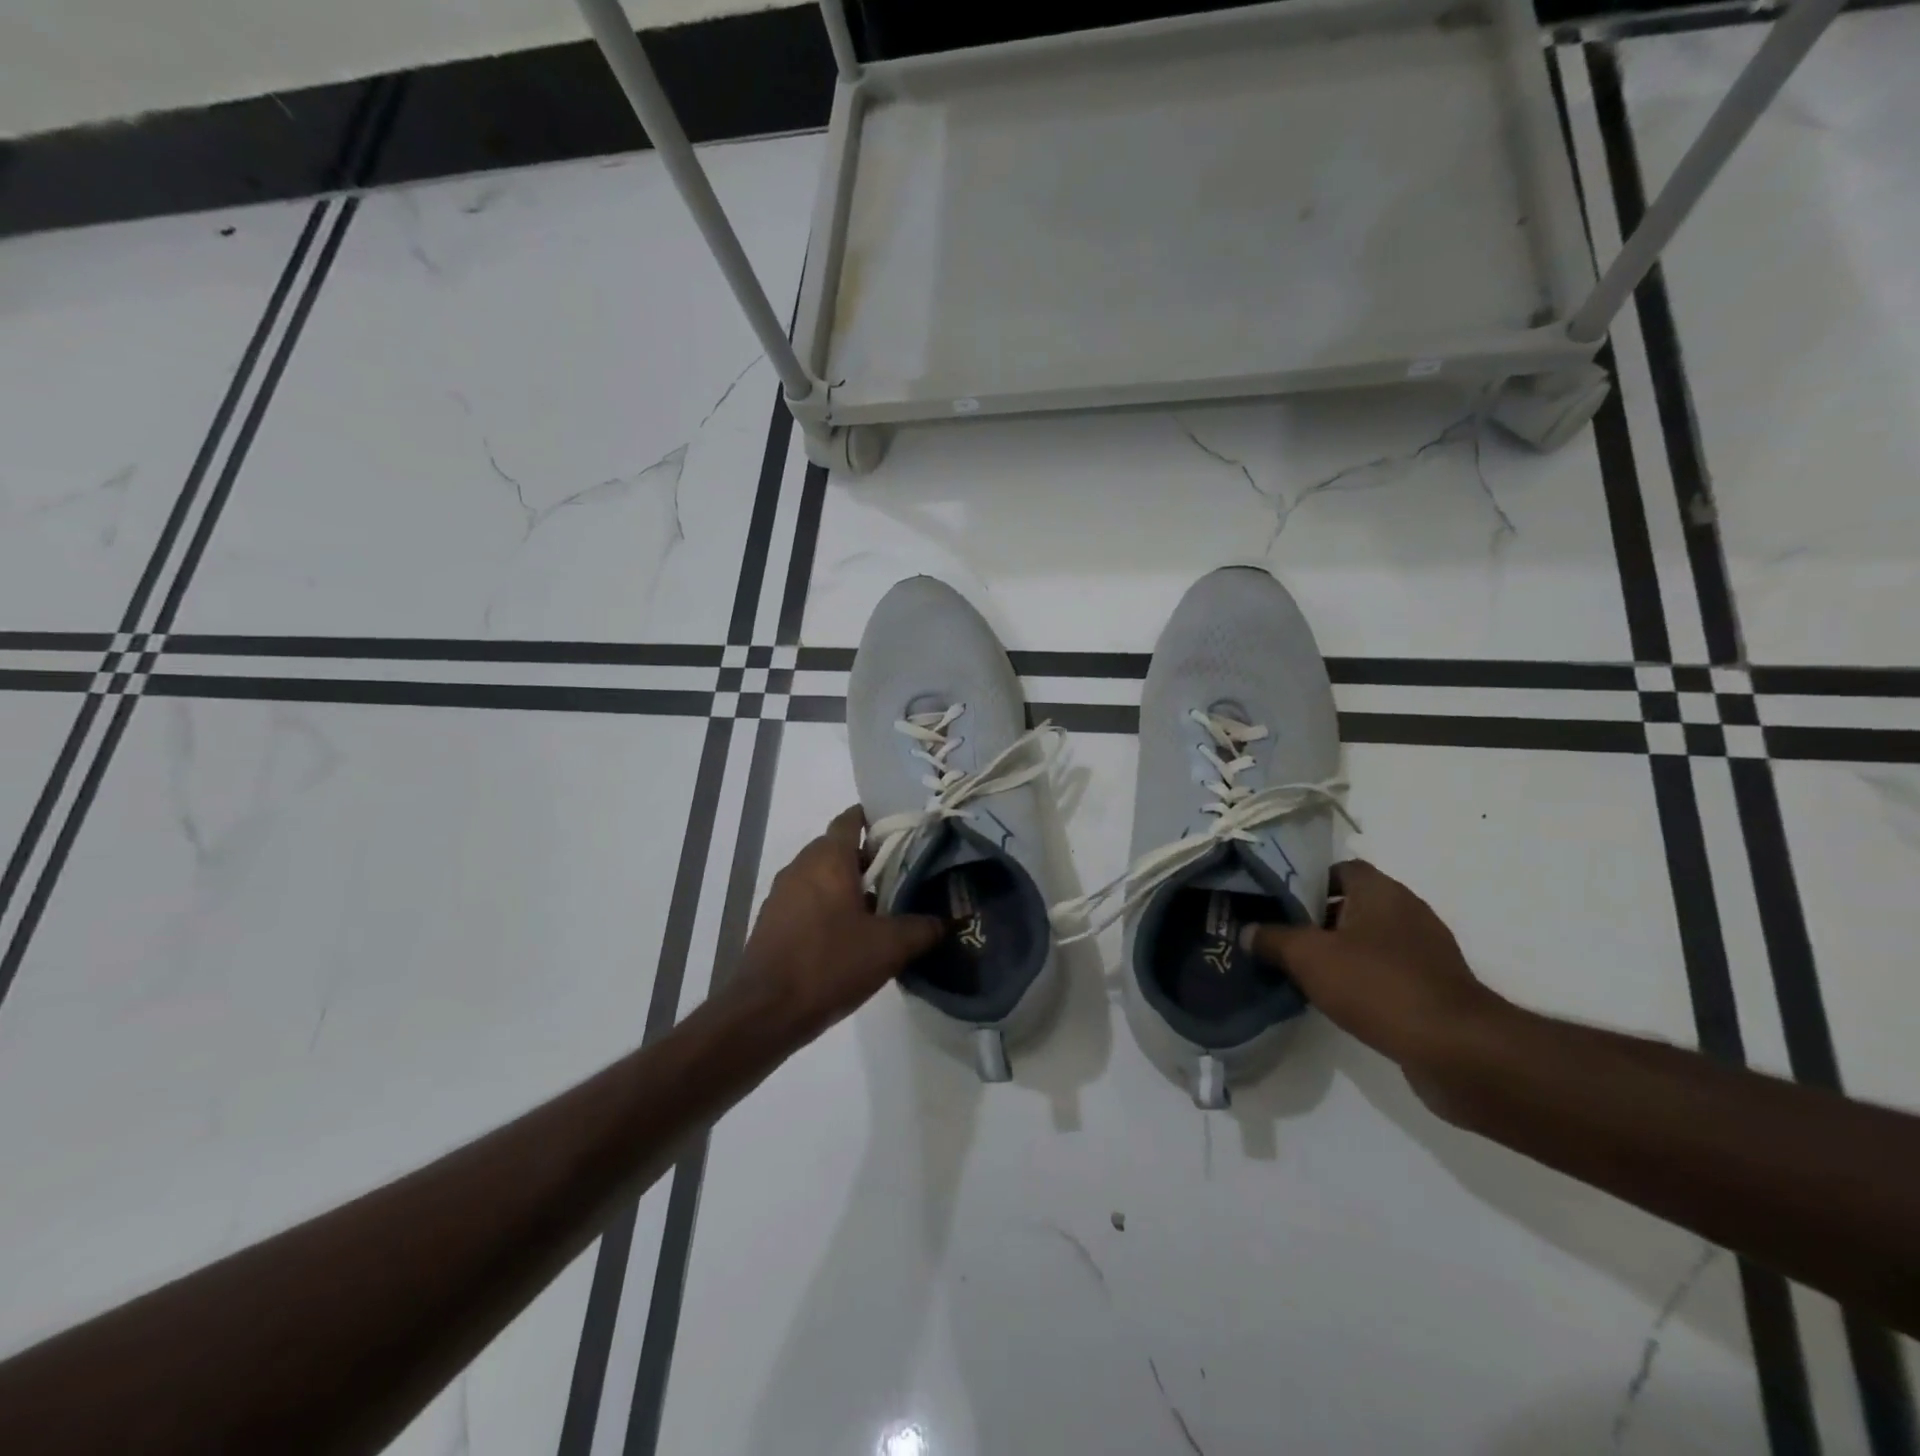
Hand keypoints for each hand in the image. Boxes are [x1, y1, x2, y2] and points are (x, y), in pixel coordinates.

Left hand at [731, 806, 943, 1039]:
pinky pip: (808, 899)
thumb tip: (948, 919)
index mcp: (828, 858)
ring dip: (849, 885)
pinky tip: (851, 935)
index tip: (903, 832)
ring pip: (822, 875)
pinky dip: (829, 905)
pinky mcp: (773, 920)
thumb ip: (923, 928)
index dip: (877, 819)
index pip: (851, 818)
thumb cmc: (830, 964)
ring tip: (882, 907)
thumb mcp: (889, 947)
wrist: (765, 1011)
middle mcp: (802, 865)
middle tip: (903, 875)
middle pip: (839, 847)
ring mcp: (782, 893)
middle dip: (869, 858)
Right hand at [1244, 860, 1514, 1081]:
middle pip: (1352, 903)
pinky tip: (1337, 997)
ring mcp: (1425, 950)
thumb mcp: (1308, 957)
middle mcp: (1407, 911)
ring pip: (1369, 938)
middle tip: (1279, 934)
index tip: (1277, 901)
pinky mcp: (1434, 986)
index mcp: (1381, 891)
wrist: (1456, 1049)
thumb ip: (1272, 939)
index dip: (1306, 880)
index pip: (1338, 868)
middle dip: (1316, 918)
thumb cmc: (1378, 985)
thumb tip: (1246, 931)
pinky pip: (1387, 969)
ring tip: (1300, 968)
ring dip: (1338, 950)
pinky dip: (1362, 977)